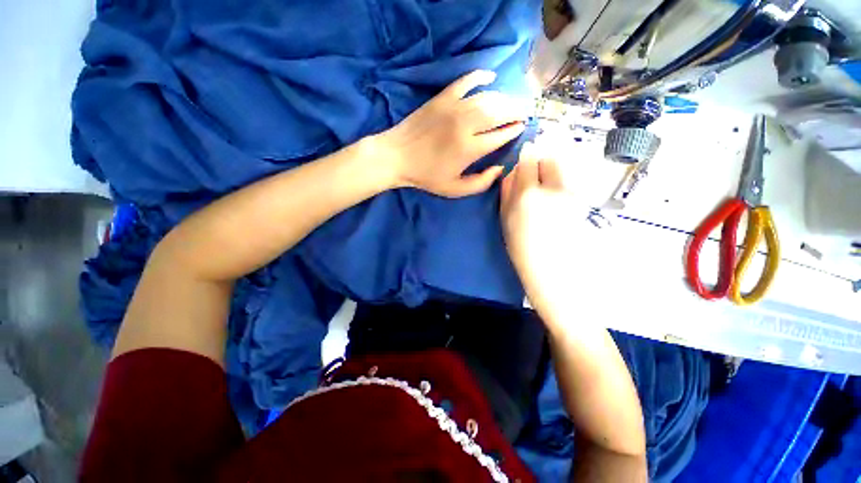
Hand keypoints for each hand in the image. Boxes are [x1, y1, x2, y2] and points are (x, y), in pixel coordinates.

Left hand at [378, 70, 529, 197]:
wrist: (397, 157)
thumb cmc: (426, 176)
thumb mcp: (454, 190)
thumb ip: (480, 183)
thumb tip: (500, 169)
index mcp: (469, 149)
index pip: (501, 135)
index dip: (514, 131)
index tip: (522, 128)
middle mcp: (465, 125)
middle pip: (500, 112)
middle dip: (517, 110)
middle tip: (525, 111)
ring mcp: (453, 108)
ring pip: (487, 97)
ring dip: (505, 98)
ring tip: (514, 101)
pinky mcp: (442, 98)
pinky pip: (465, 81)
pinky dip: (480, 76)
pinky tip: (490, 77)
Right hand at [500, 142, 581, 316]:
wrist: (554, 270)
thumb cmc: (522, 248)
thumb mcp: (505, 220)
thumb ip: (507, 192)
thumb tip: (512, 172)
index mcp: (527, 194)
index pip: (528, 160)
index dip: (527, 154)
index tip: (525, 153)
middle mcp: (551, 189)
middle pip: (550, 158)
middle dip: (541, 159)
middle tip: (534, 172)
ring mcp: (570, 194)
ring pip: (562, 168)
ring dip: (552, 170)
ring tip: (544, 187)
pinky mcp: (581, 202)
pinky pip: (569, 182)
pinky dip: (560, 182)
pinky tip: (554, 199)